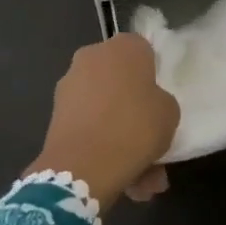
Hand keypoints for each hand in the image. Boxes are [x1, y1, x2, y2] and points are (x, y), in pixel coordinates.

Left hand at [28, 33, 179, 209]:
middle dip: (134, 110)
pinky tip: (119, 177)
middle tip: (151, 141)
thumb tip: (149, 104)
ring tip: (140, 178)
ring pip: (104, 108)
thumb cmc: (134, 127)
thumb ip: (161, 101)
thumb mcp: (169, 113)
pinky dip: (101, 144)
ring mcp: (70, 83)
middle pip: (120, 80)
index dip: (152, 75)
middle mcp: (93, 56)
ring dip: (119, 135)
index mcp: (124, 46)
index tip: (159, 100)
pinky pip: (88, 125)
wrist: (83, 165)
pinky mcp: (56, 113)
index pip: (143, 51)